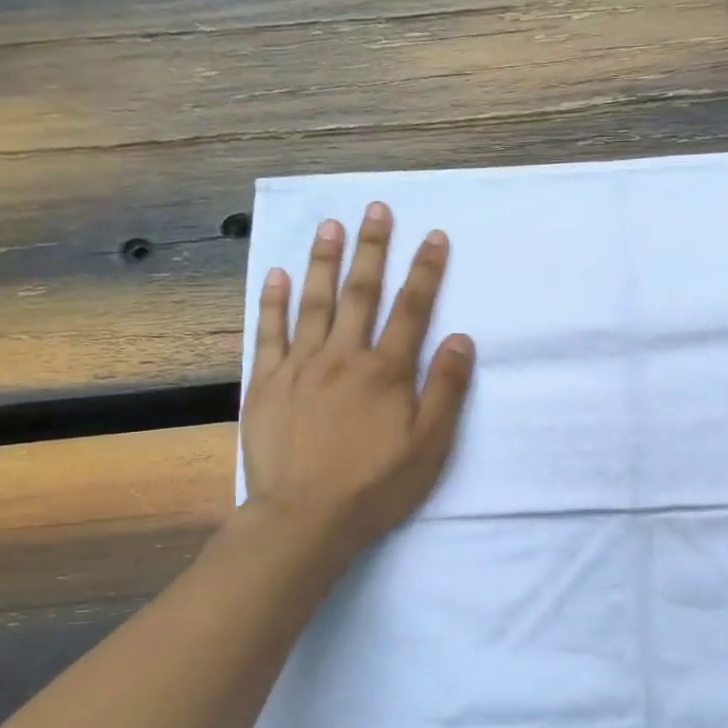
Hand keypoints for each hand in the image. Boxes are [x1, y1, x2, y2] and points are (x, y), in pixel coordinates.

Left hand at [243, 203, 474, 555]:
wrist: (305, 518)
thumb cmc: (375, 486)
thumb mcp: (429, 446)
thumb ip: (445, 390)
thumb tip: (461, 339)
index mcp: (386, 372)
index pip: (412, 309)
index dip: (426, 271)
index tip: (434, 236)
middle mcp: (343, 357)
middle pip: (361, 293)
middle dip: (372, 249)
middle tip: (376, 209)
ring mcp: (300, 367)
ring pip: (314, 303)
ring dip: (324, 261)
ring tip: (331, 225)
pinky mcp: (266, 384)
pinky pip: (269, 332)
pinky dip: (274, 302)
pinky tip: (278, 275)